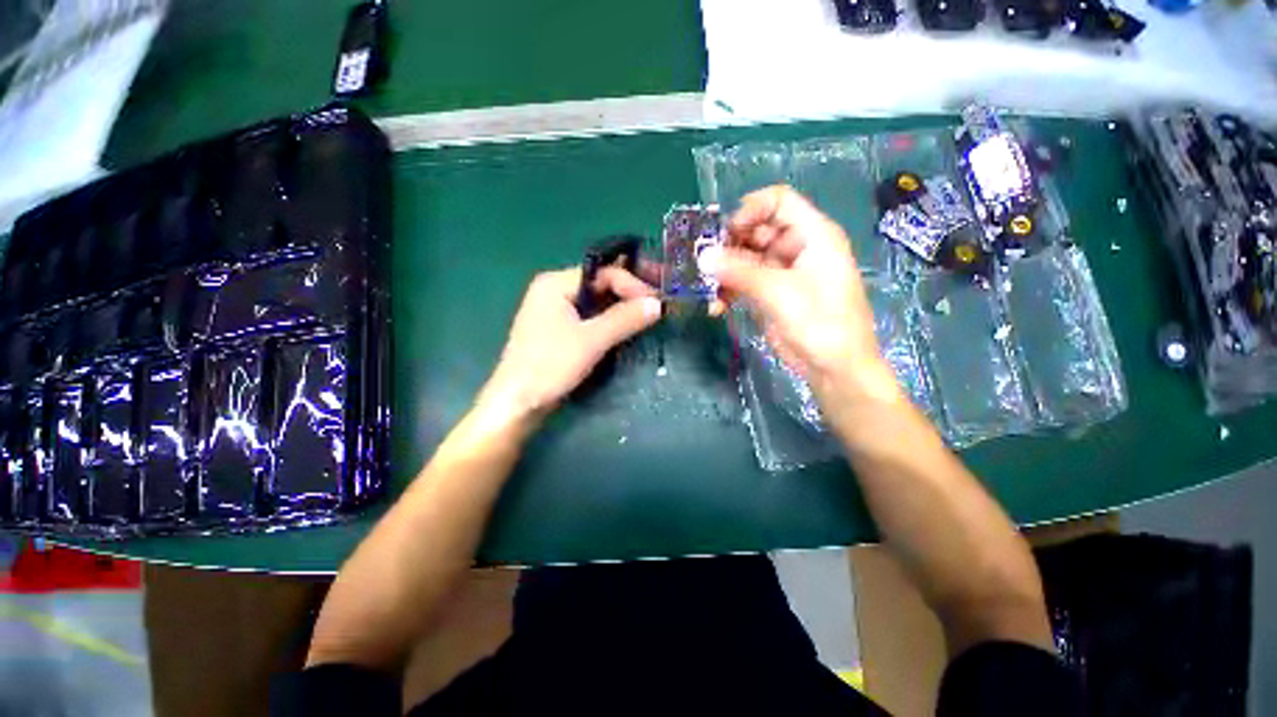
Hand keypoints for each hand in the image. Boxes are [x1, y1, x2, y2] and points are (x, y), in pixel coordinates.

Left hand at [479, 266, 661, 421]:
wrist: (518, 404)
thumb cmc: (550, 366)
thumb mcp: (591, 340)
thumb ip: (624, 319)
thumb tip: (658, 303)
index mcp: (556, 283)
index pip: (603, 273)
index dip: (632, 284)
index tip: (657, 302)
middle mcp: (555, 291)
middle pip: (600, 285)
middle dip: (629, 293)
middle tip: (658, 301)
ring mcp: (556, 312)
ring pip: (597, 303)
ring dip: (622, 308)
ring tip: (649, 313)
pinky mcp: (560, 332)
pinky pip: (591, 319)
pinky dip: (610, 321)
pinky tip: (628, 327)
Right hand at [711, 185, 897, 402]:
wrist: (834, 369)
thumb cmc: (819, 324)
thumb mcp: (779, 293)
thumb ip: (740, 271)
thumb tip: (703, 256)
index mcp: (812, 235)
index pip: (778, 202)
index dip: (749, 211)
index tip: (725, 235)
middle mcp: (797, 248)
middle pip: (756, 231)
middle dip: (729, 247)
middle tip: (705, 266)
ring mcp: (782, 272)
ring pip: (745, 259)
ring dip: (725, 274)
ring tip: (708, 292)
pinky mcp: (771, 294)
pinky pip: (743, 283)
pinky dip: (729, 292)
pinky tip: (716, 309)